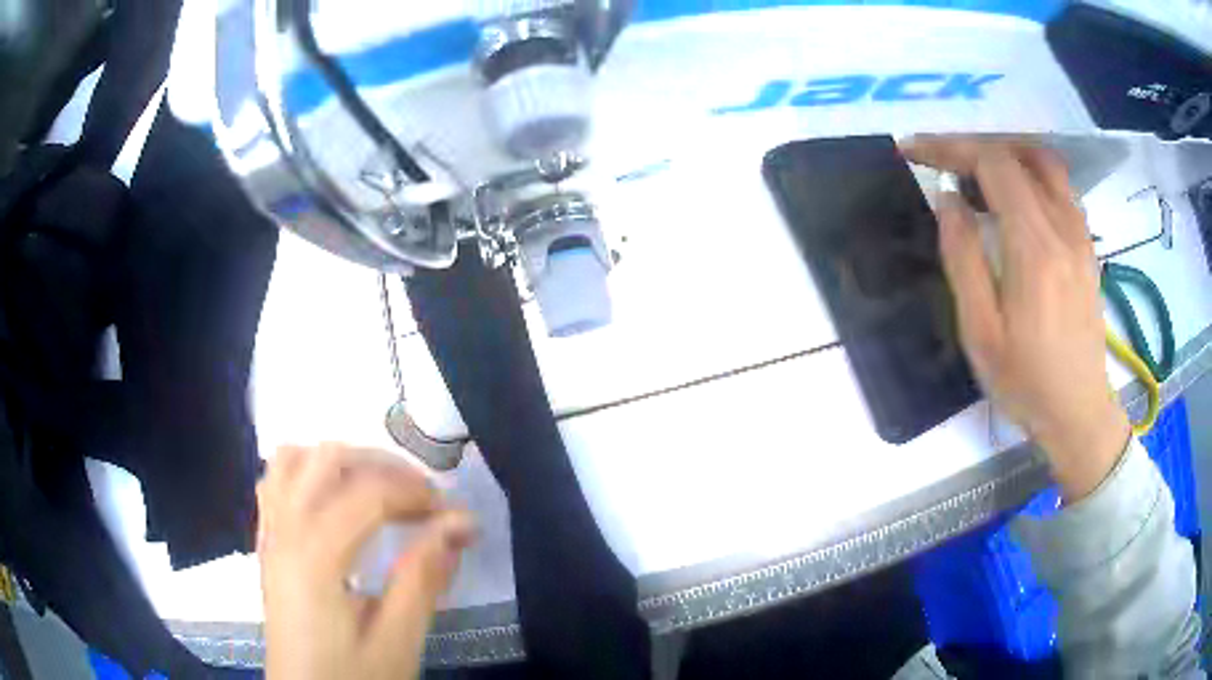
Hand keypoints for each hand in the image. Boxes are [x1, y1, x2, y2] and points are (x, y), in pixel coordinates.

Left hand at [257, 443, 474, 679]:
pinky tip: (334, 502)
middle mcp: (284, 530)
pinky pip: (276, 482)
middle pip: (326, 458)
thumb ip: (423, 578)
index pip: (366, 493)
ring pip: (293, 459)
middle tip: (421, 499)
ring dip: (340, 462)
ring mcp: (269, 534)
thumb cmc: (352, 677)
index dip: (416, 493)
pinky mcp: (267, 545)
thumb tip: (461, 523)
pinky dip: (308, 473)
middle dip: (382, 465)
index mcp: (314, 556)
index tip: (455, 514)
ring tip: (378, 492)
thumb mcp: (397, 641)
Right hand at [901, 137, 1130, 500]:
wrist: (1079, 411)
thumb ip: (963, 258)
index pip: (992, 164)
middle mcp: (1062, 227)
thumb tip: (949, 200)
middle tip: (940, 164)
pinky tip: (1014, 200)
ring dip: (1005, 155)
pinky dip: (1030, 174)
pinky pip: (1059, 186)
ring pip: (1044, 162)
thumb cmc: (1026, 381)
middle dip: (972, 148)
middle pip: (1016, 154)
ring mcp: (1080, 234)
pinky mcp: (1087, 245)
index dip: (950, 147)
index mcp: (1034, 247)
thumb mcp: (981, 332)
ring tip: (976, 175)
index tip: (915, 152)